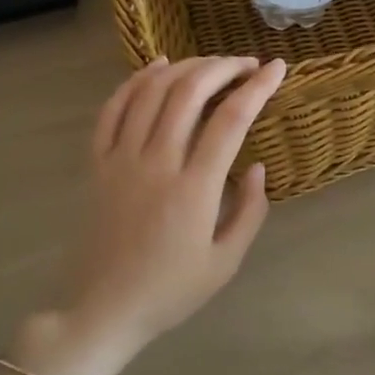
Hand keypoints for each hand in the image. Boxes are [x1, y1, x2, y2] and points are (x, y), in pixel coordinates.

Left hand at [67, 56, 286, 355]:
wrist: (101, 310)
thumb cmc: (170, 291)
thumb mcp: (226, 262)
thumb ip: (250, 210)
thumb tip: (257, 165)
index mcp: (194, 189)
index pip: (231, 120)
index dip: (257, 87)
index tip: (277, 68)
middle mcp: (157, 163)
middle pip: (190, 92)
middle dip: (223, 67)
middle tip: (247, 64)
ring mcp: (121, 159)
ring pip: (152, 92)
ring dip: (186, 67)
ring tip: (212, 64)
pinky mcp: (97, 164)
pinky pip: (113, 109)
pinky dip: (136, 80)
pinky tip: (158, 66)